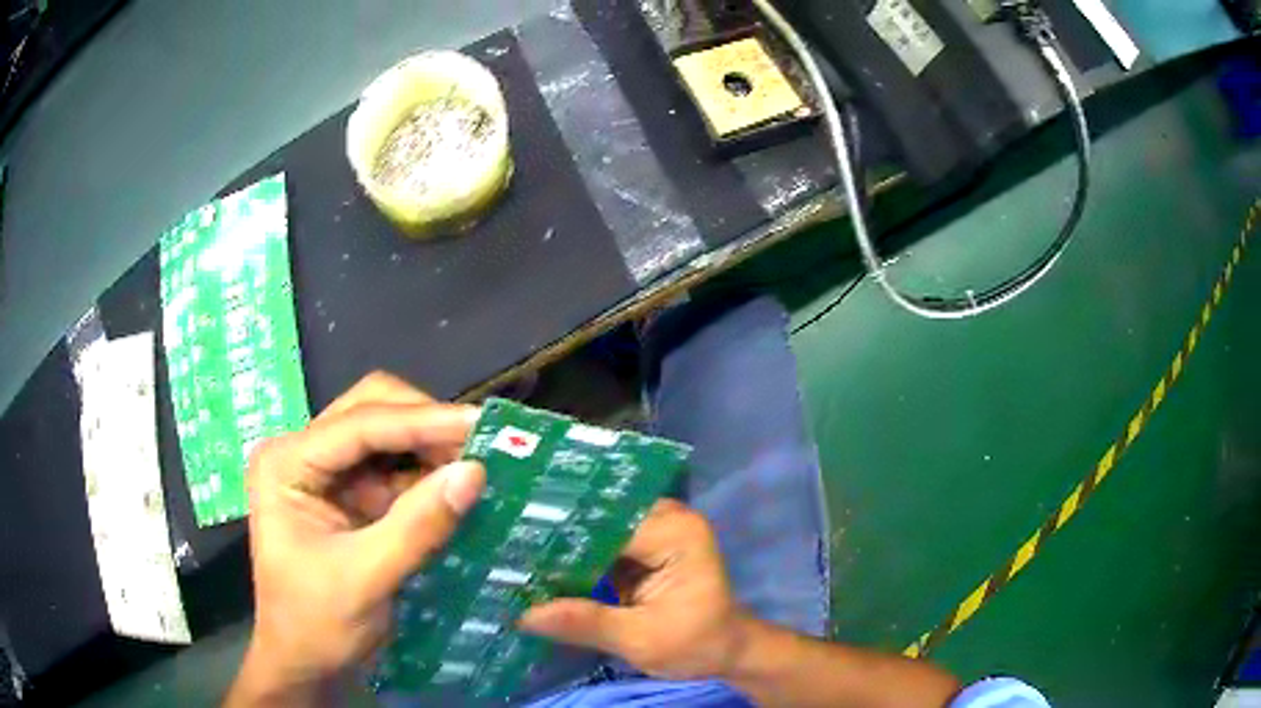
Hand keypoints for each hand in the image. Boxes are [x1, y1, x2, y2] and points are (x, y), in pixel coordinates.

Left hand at [226, 373, 485, 705]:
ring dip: (430, 447)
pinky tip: (456, 489)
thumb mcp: (365, 579)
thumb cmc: (316, 625)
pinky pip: (394, 468)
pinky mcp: (347, 495)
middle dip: (425, 425)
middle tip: (481, 447)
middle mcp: (302, 453)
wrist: (305, 664)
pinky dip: (426, 474)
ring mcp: (324, 472)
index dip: (422, 421)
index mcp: (286, 464)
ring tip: (478, 465)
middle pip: (371, 410)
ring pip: (386, 433)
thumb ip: (417, 526)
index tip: (482, 426)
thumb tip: (475, 472)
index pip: (359, 424)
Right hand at [519, 499, 750, 680]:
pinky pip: (597, 545)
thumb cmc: (696, 644)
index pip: (605, 521)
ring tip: (507, 553)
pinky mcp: (640, 546)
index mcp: (675, 532)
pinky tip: (533, 568)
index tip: (509, 543)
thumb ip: (586, 623)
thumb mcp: (641, 640)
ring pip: (592, 529)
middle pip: (597, 518)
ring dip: (556, 546)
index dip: (558, 532)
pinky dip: (570, 559)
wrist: (724, 651)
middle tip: (499, 544)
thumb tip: (523, 614)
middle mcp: (665, 518)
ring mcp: (652, 530)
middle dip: (552, 534)